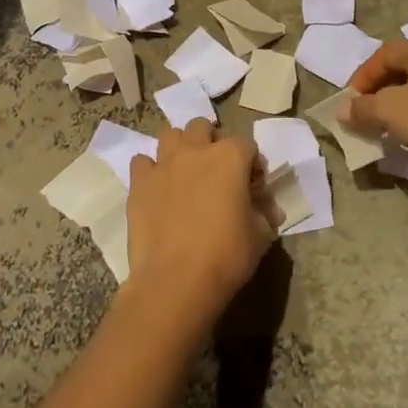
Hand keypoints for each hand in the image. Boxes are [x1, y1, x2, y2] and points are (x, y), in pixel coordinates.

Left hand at [125, 120, 273, 328]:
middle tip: (215, 171)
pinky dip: (150, 170)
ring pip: (170, 134)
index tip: (253, 186)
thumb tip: (269, 210)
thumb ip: (264, 214)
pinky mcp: (139, 182)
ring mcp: (164, 163)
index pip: (247, 144)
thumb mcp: (260, 236)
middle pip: (202, 127)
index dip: (252, 163)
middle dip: (211, 142)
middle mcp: (195, 150)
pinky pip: (142, 162)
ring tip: (184, 172)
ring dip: (180, 147)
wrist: (175, 280)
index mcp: (230, 157)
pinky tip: (157, 188)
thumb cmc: (226, 256)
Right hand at [344, 36, 407, 178]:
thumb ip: (362, 107)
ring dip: (398, 103)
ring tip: (384, 125)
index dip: (362, 76)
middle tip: (364, 112)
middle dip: (379, 90)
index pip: (384, 53)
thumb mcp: (389, 111)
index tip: (350, 101)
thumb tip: (343, 110)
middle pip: (403, 67)